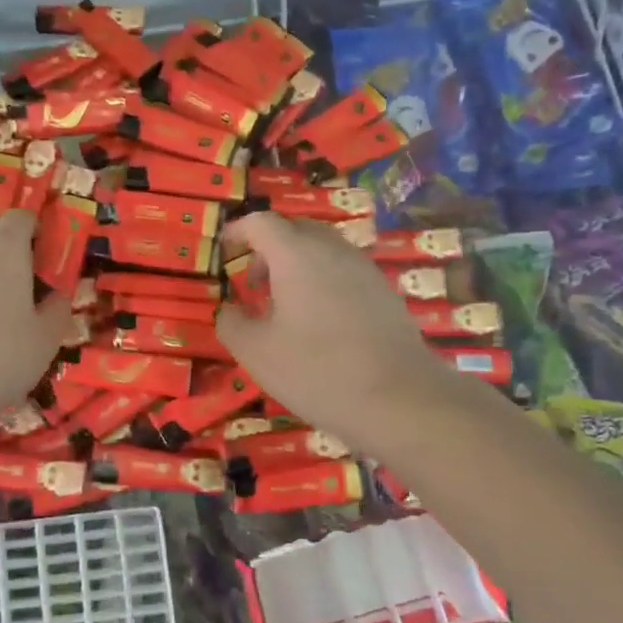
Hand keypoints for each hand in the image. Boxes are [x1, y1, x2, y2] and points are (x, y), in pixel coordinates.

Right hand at [216, 211, 449, 456]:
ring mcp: (364, 269)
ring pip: (323, 251)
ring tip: (283, 307)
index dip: (237, 231)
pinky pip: (343, 273)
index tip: (223, 250)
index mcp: (296, 254)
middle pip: (295, 230)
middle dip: (267, 249)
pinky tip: (318, 324)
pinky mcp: (385, 293)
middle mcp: (333, 250)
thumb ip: (232, 323)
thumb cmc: (316, 370)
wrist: (400, 399)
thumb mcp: (256, 352)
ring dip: (296, 267)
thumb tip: (229, 309)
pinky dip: (322, 283)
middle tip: (252, 283)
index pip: (260, 223)